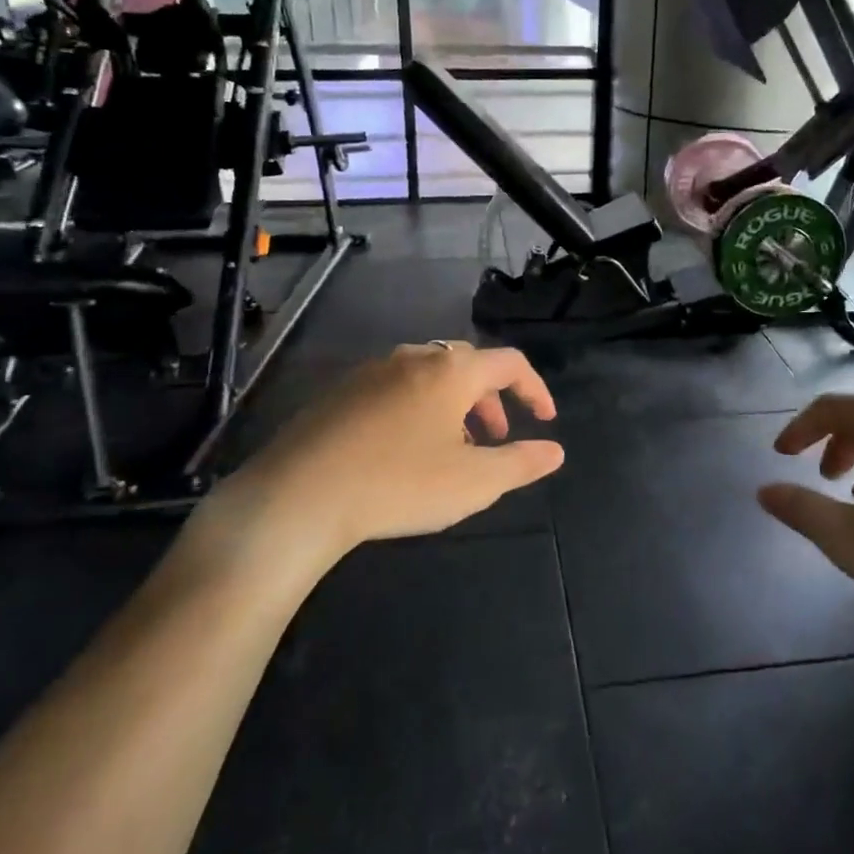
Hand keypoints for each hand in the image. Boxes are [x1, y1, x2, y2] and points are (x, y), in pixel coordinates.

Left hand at [196, 342, 564, 563]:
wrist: (298, 496)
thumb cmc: (399, 484)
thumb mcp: (474, 482)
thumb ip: (521, 463)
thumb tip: (555, 451)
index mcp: (451, 370)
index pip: (509, 363)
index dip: (534, 390)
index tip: (544, 421)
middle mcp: (413, 357)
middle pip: (468, 365)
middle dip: (491, 399)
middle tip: (496, 438)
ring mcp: (371, 371)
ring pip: (429, 376)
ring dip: (453, 405)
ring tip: (452, 448)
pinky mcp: (339, 391)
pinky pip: (395, 388)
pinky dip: (418, 409)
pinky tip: (404, 450)